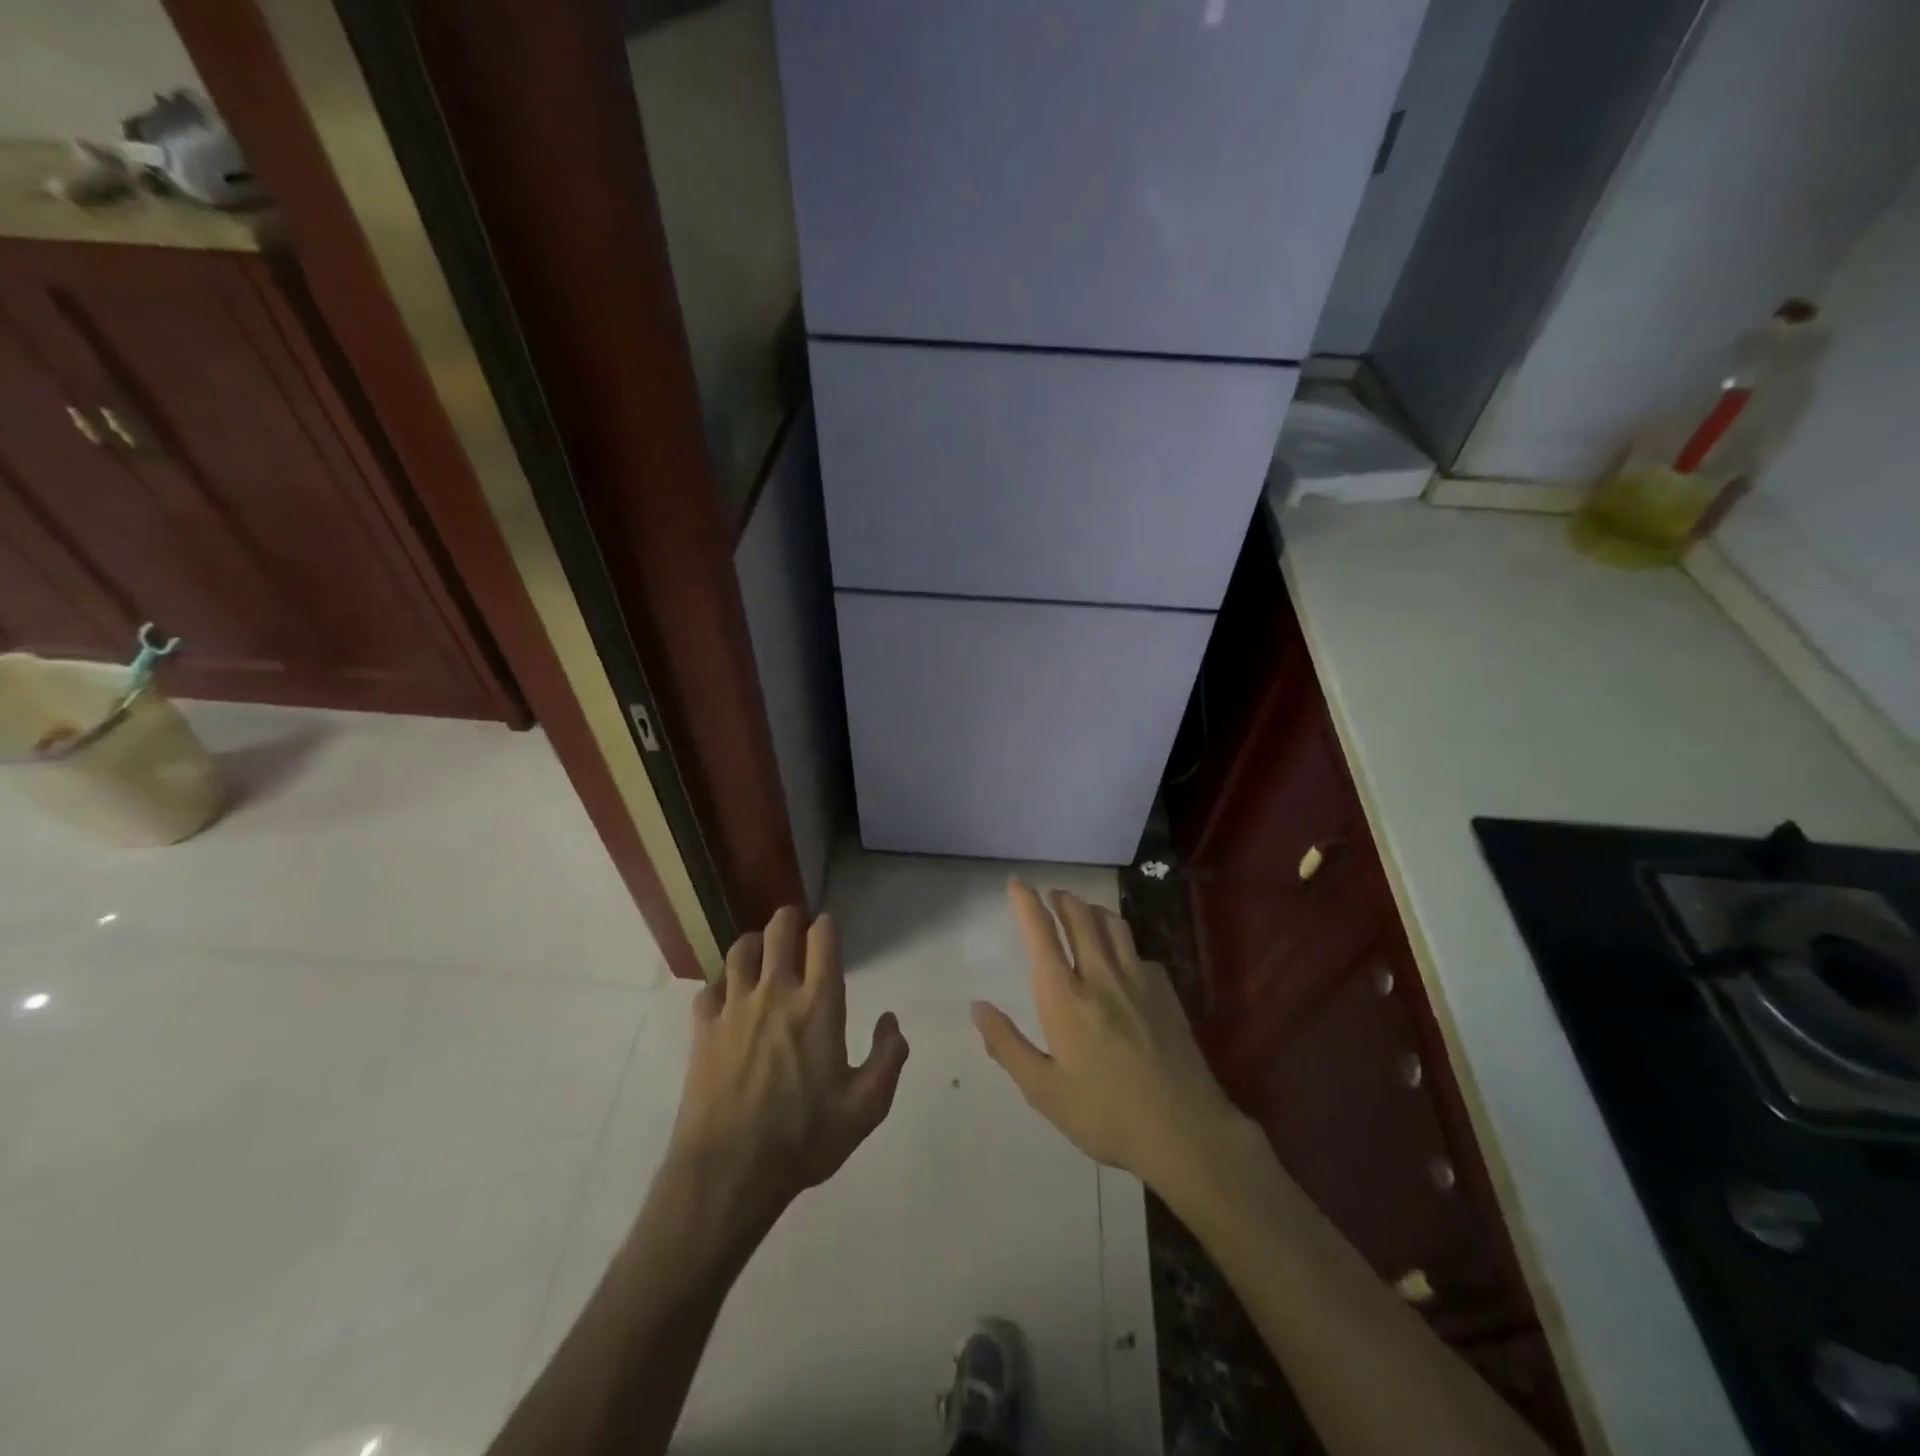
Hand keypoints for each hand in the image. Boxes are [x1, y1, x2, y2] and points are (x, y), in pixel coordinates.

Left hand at [668, 906, 909, 1235]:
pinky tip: (729, 998)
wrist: (729, 1172)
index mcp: (819, 1004)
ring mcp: (734, 1007)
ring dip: (754, 943)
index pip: (822, 940)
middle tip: (795, 923)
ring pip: (740, 950)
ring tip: (761, 952)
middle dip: (789, 918)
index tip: (827, 926)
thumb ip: (888, 1059)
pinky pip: (710, 988)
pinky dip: (722, 984)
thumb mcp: (866, 1108)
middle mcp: (776, 993)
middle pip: (778, 930)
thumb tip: (891, 1021)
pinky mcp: (704, 1029)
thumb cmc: (803, 1138)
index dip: (826, 925)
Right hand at [972, 882, 1246, 1194]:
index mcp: (1065, 998)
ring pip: (1113, 925)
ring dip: (1092, 910)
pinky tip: (1122, 959)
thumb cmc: (1106, 1115)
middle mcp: (1101, 977)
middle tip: (1051, 894)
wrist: (1185, 1130)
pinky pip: (1138, 951)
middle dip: (1062, 899)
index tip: (1017, 883)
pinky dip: (1121, 942)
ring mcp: (1139, 980)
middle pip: (1081, 918)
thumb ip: (1007, 1045)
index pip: (1042, 935)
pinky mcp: (1166, 991)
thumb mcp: (1044, 1091)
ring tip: (1082, 911)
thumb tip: (977, 1007)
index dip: (1027, 904)